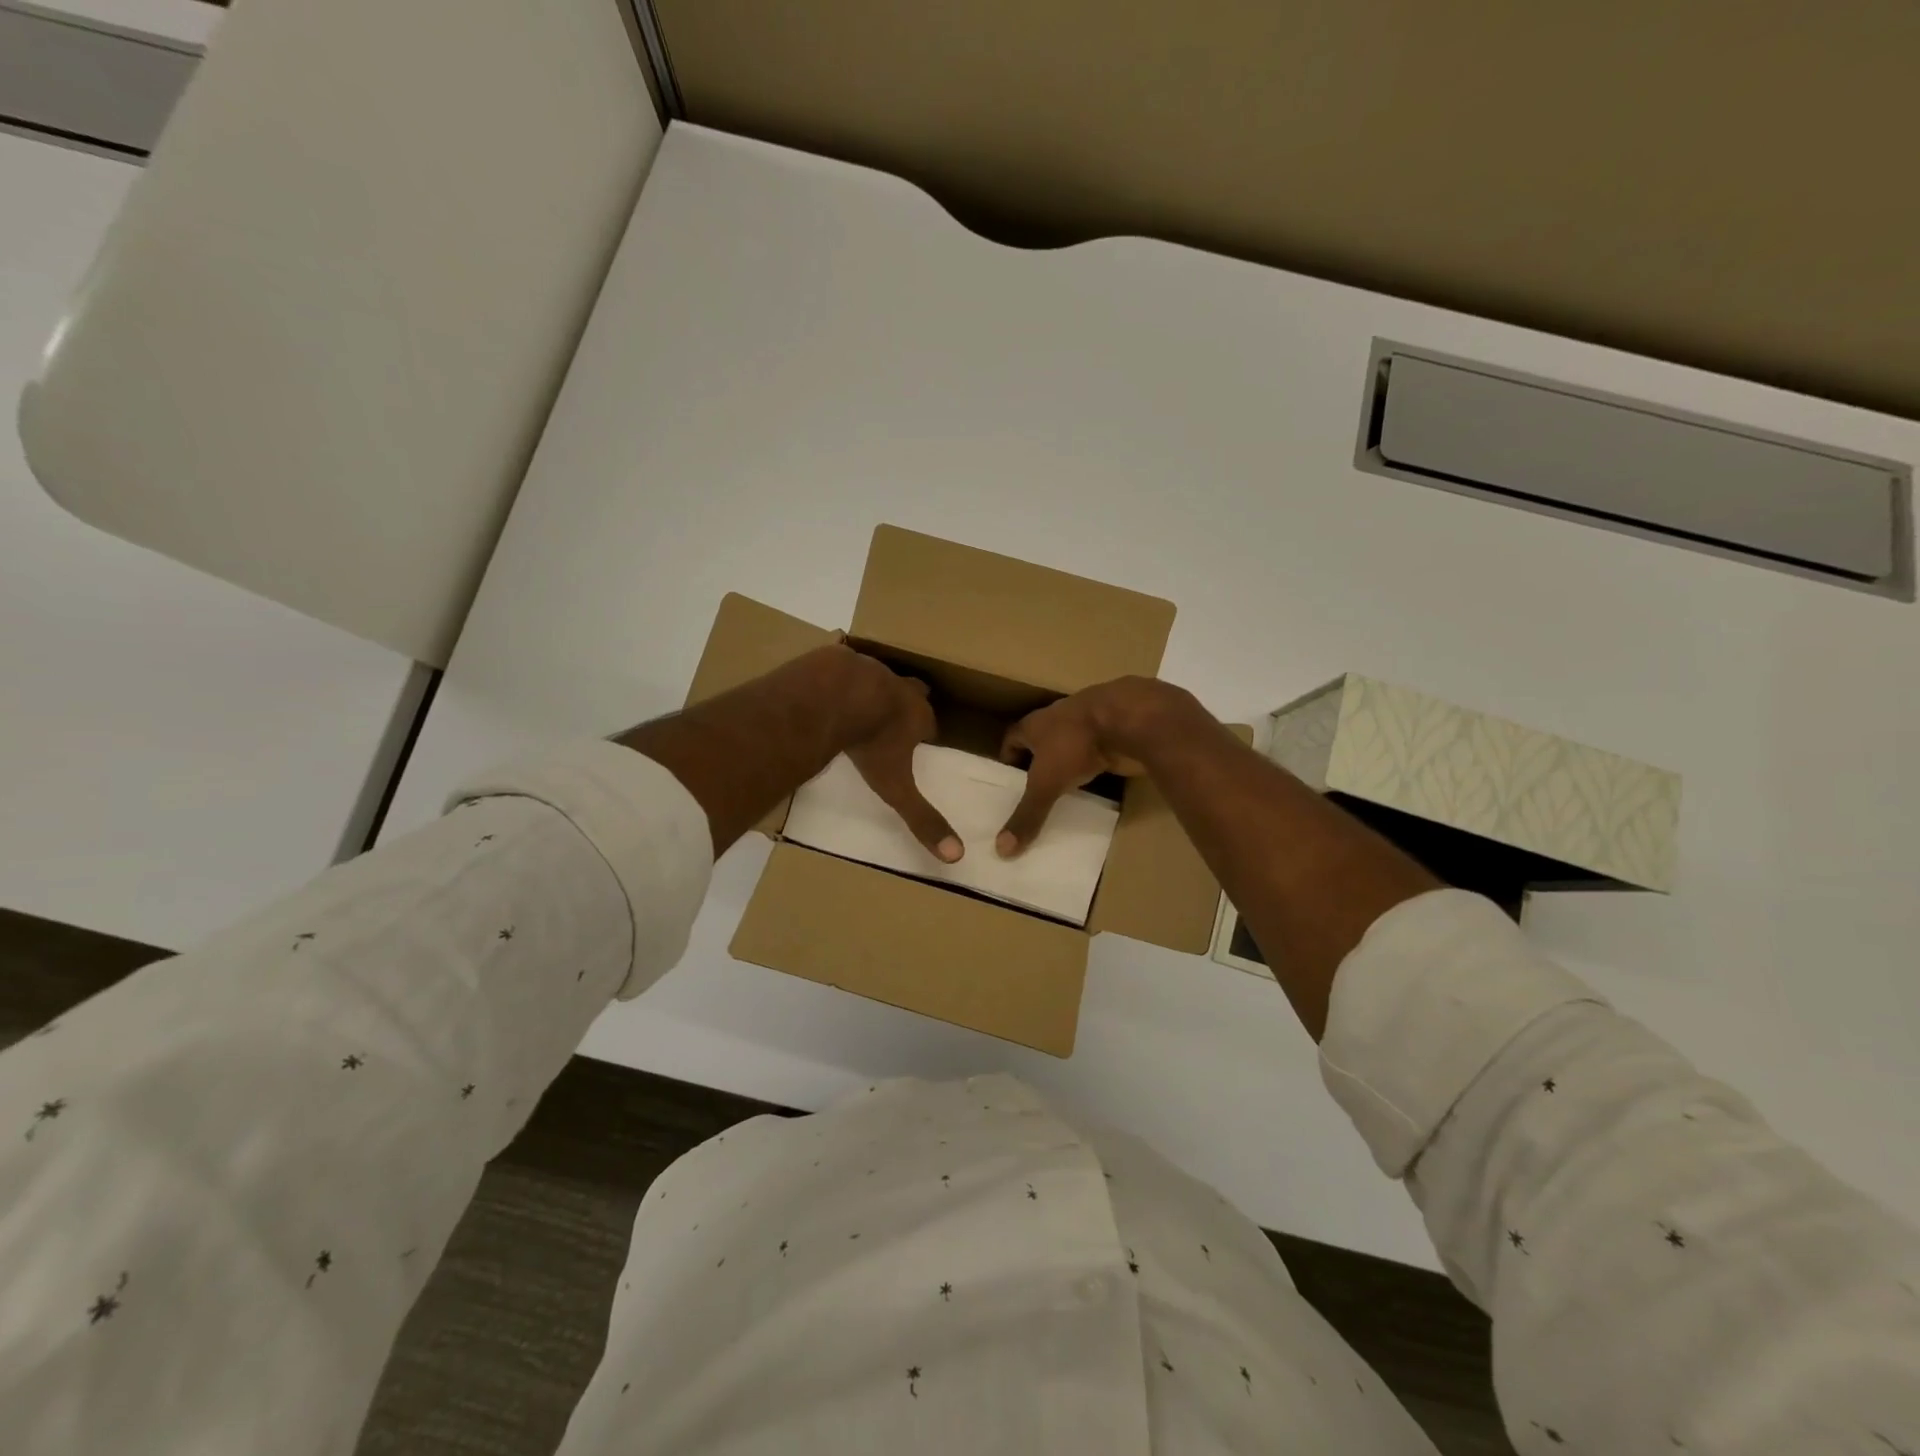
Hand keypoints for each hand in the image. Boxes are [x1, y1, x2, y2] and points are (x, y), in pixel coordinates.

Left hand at [839, 647, 963, 863]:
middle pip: (913, 690)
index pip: (930, 723)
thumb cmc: (871, 743)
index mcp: (917, 715)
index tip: (920, 741)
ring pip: (878, 676)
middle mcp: (899, 688)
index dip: (925, 732)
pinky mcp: (840, 659)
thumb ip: (922, 819)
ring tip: (856, 704)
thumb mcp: (896, 787)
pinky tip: (824, 688)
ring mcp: (869, 668)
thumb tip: (956, 856)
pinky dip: (838, 676)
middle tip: (893, 716)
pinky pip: (843, 665)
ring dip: (872, 688)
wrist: (834, 696)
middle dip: (908, 701)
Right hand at [996, 676, 1210, 856]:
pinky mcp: (1114, 733)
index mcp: (1035, 723)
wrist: (1130, 719)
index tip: (1008, 781)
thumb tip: (1002, 850)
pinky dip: (1094, 764)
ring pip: (1071, 743)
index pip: (1013, 737)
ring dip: (1067, 762)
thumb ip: (1028, 814)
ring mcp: (1089, 723)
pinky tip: (1095, 782)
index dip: (1009, 758)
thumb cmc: (1076, 744)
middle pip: (1042, 740)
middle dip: (1038, 762)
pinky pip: (1097, 750)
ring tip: (1063, 791)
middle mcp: (1059, 718)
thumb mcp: (1046, 783)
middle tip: (1034, 791)